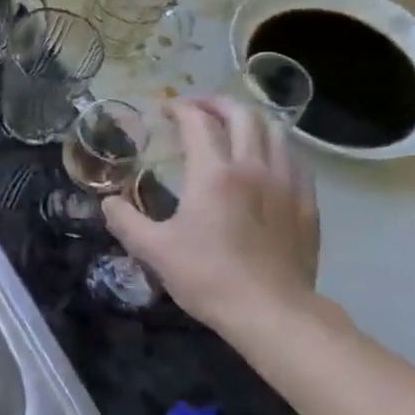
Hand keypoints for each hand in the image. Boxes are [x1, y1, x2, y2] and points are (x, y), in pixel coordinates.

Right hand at [104, 97, 319, 332]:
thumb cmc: (208, 277)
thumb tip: (108, 202)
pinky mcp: (306, 203)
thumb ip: (125, 221)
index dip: (180, 109)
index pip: (198, 122)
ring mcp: (286, 183)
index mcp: (214, 174)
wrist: (272, 312)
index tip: (165, 110)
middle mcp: (253, 167)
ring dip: (248, 121)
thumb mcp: (154, 251)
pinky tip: (264, 161)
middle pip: (242, 114)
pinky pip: (294, 159)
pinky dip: (274, 147)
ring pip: (274, 131)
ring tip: (231, 128)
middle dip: (216, 103)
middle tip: (197, 109)